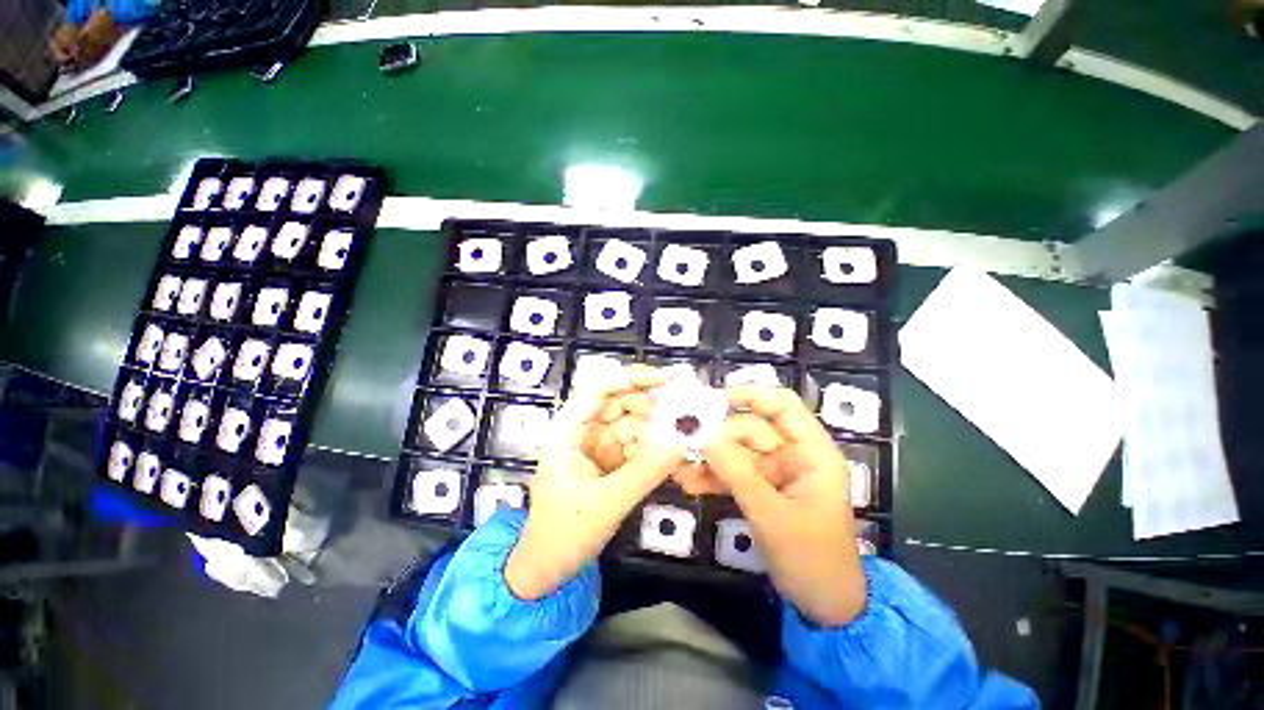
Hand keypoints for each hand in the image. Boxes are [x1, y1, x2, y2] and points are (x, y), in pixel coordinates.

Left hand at [505, 369, 685, 599]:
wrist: (547, 569)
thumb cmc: (563, 534)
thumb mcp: (606, 503)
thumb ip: (645, 472)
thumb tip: (682, 443)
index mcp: (568, 430)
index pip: (600, 389)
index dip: (632, 378)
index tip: (667, 379)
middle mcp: (582, 430)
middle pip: (619, 401)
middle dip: (651, 402)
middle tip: (684, 409)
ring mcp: (597, 445)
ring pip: (631, 422)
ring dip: (657, 426)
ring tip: (684, 431)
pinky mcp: (609, 461)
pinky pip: (636, 444)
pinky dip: (654, 445)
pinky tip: (672, 450)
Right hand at [703, 386, 866, 626]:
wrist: (823, 605)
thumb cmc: (813, 559)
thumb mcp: (774, 516)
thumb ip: (739, 474)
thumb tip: (705, 436)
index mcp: (812, 452)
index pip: (783, 405)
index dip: (751, 395)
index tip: (715, 398)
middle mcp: (792, 454)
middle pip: (750, 428)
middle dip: (718, 436)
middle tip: (685, 443)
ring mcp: (774, 472)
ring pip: (736, 451)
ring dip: (708, 457)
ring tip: (679, 465)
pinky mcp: (760, 488)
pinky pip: (732, 473)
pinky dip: (712, 476)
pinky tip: (687, 481)